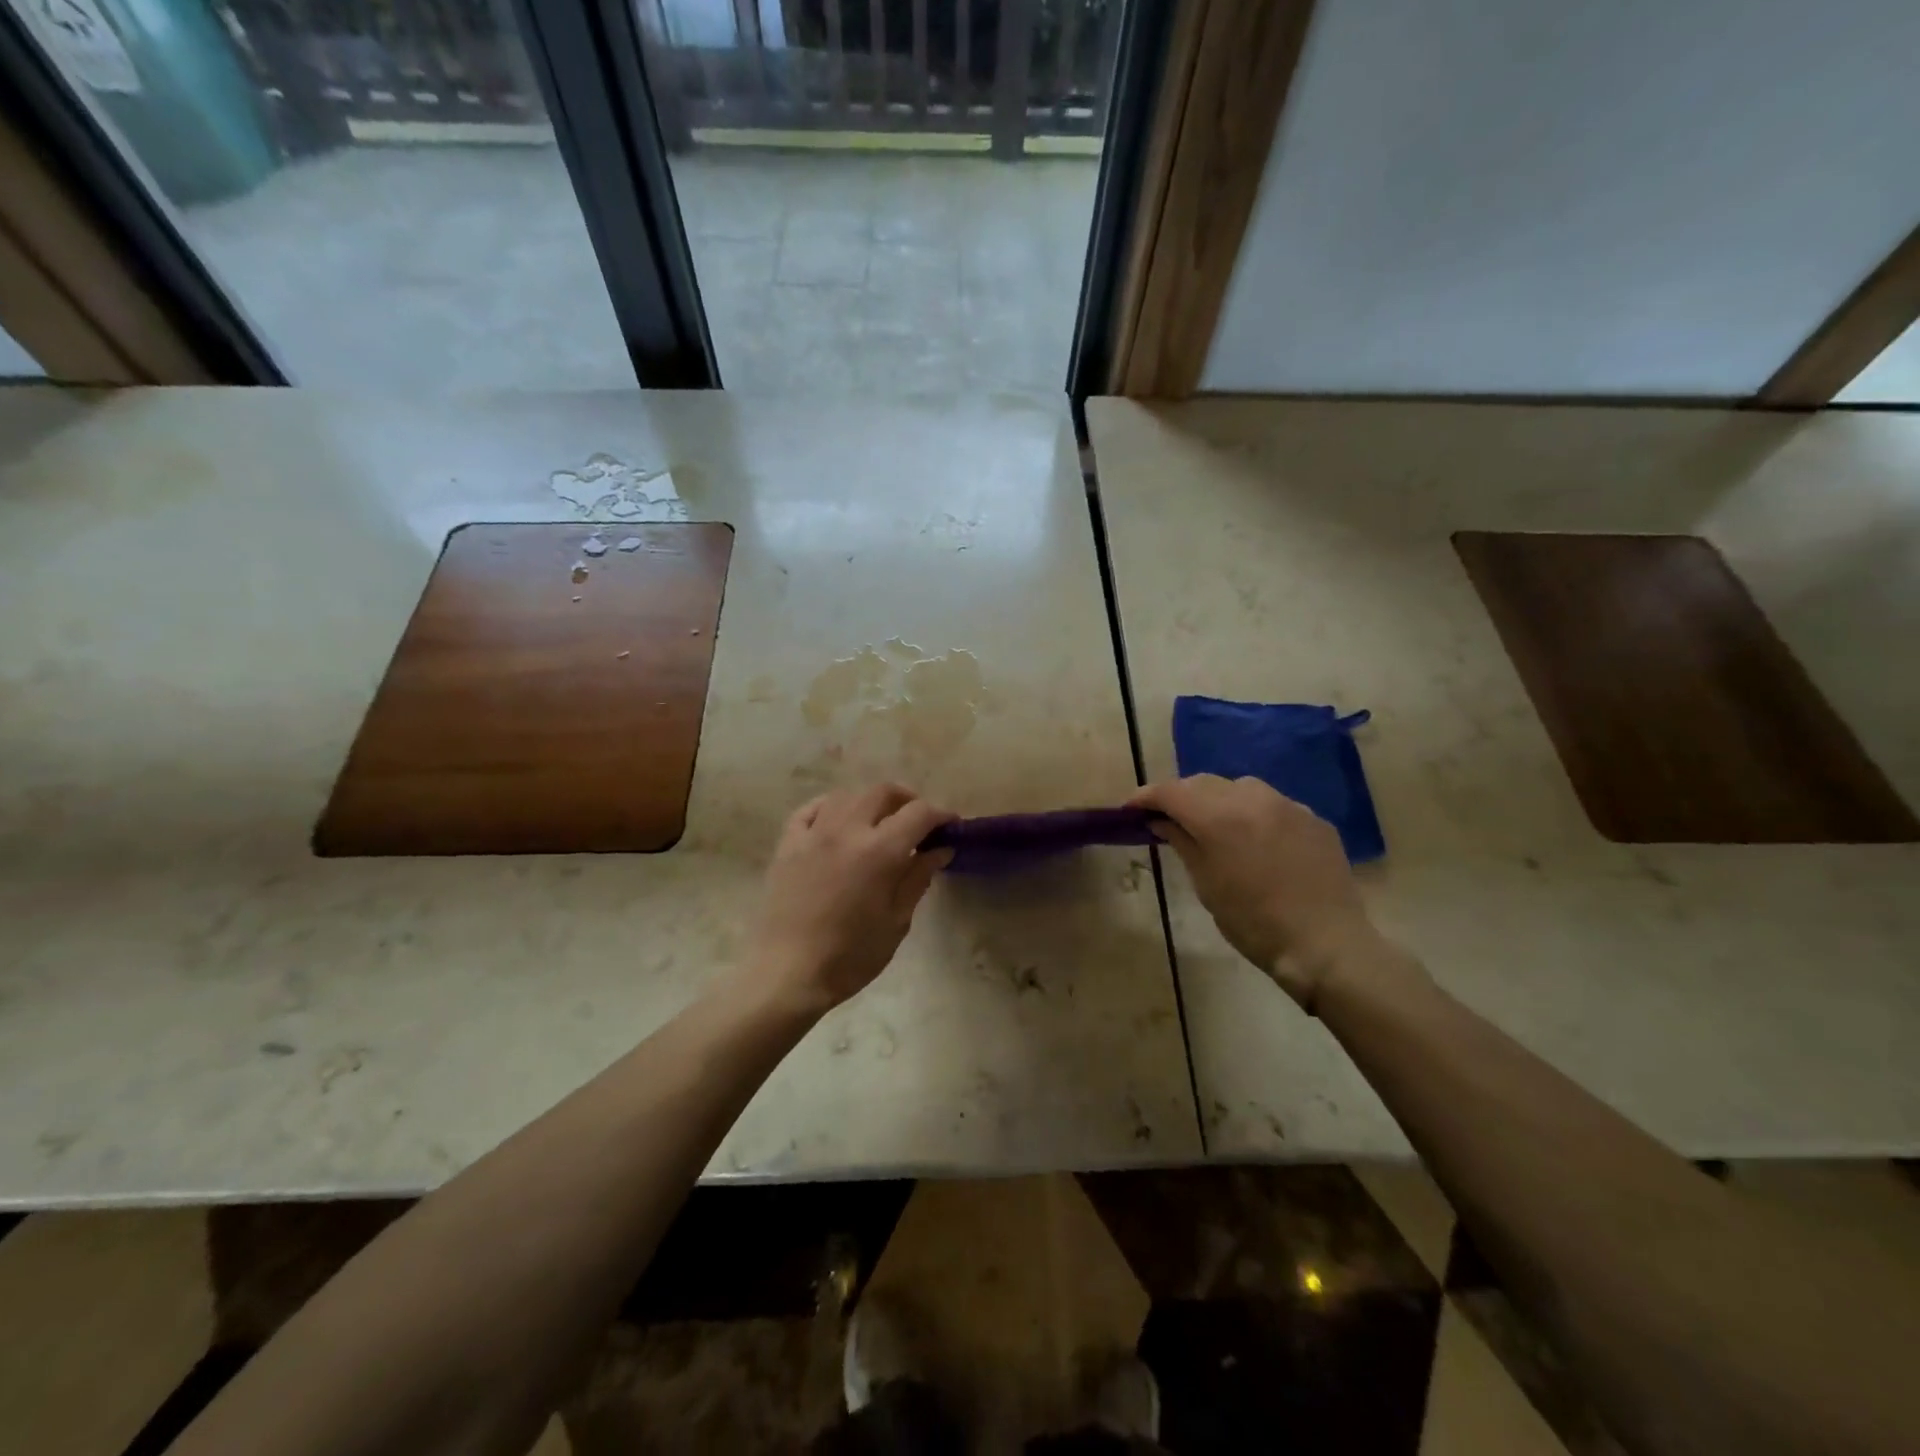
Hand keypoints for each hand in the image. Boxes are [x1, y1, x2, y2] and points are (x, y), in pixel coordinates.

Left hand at [746, 784, 954, 1015]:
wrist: (787, 974)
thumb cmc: (850, 956)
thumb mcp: (896, 921)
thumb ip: (918, 878)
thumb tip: (939, 849)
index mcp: (879, 851)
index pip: (919, 814)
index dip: (940, 815)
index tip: (950, 826)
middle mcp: (846, 830)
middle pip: (883, 792)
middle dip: (907, 800)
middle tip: (918, 823)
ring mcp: (813, 833)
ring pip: (847, 795)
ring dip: (870, 802)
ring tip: (879, 823)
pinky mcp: (787, 844)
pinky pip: (810, 809)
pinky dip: (830, 807)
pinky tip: (838, 821)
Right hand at [1129, 774, 1375, 1009]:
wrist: (1326, 945)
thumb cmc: (1254, 923)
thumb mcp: (1206, 885)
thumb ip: (1182, 842)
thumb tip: (1161, 820)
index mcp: (1219, 817)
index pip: (1171, 791)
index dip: (1146, 796)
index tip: (1131, 809)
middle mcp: (1253, 798)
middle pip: (1203, 783)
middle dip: (1180, 796)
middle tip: (1167, 818)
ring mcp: (1288, 805)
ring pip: (1240, 788)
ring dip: (1218, 799)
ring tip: (1213, 826)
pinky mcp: (1314, 819)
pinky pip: (1273, 805)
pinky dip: (1253, 813)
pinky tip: (1256, 841)